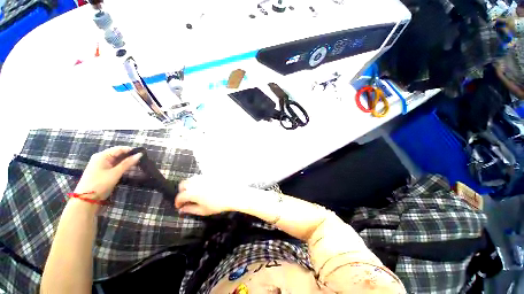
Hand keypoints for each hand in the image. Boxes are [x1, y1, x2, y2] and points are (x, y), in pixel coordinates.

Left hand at [74, 146, 141, 200]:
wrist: (86, 199)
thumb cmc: (100, 183)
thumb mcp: (115, 173)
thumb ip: (128, 163)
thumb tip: (140, 154)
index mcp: (102, 155)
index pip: (120, 149)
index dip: (131, 150)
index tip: (143, 154)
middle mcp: (102, 158)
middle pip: (119, 154)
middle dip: (130, 157)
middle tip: (143, 160)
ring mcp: (102, 165)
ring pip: (118, 160)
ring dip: (128, 163)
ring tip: (140, 165)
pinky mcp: (104, 171)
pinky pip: (116, 166)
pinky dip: (123, 167)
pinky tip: (131, 170)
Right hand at [174, 176, 247, 215]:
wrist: (233, 194)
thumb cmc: (218, 204)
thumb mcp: (203, 210)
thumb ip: (190, 209)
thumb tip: (181, 209)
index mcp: (192, 192)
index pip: (180, 196)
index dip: (178, 202)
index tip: (179, 206)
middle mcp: (196, 182)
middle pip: (183, 184)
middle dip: (182, 191)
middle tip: (186, 198)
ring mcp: (204, 177)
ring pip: (191, 179)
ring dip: (189, 185)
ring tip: (195, 193)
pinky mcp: (210, 174)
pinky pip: (200, 177)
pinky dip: (198, 181)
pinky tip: (203, 187)